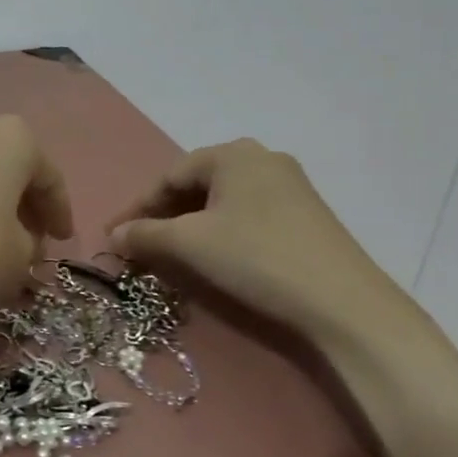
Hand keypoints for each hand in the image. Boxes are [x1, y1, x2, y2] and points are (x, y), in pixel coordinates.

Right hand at [109, 140, 423, 354]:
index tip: (114, 236)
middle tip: (142, 245)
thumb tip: (114, 234)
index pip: (169, 176)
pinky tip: (216, 255)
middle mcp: (262, 158)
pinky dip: (221, 231)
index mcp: (233, 154)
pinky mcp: (306, 214)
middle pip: (197, 184)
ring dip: (191, 225)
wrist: (343, 302)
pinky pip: (247, 214)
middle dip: (164, 215)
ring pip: (223, 200)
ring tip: (173, 253)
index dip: (137, 207)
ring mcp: (290, 185)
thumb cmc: (256, 258)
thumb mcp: (190, 244)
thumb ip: (145, 234)